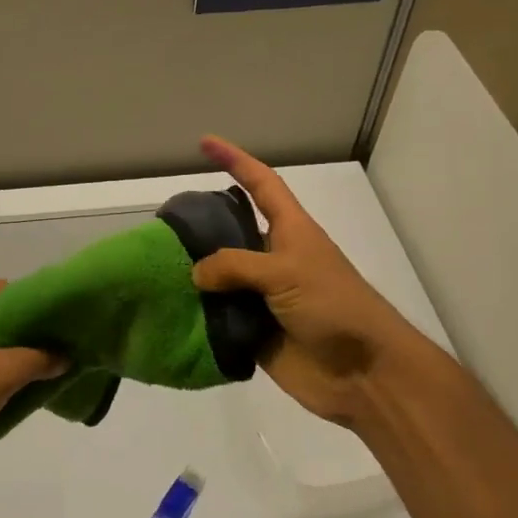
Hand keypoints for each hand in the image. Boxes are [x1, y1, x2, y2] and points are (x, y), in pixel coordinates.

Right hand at [191, 137, 453, 426]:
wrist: (363, 374)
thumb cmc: (334, 307)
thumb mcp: (286, 272)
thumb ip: (236, 265)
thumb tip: (196, 272)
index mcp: (290, 232)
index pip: (260, 184)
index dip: (235, 160)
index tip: (205, 143)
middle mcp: (273, 259)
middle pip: (231, 231)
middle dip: (201, 224)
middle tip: (164, 223)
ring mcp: (263, 296)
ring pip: (219, 276)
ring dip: (193, 273)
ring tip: (154, 265)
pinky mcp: (254, 331)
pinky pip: (217, 316)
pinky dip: (196, 314)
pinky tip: (167, 308)